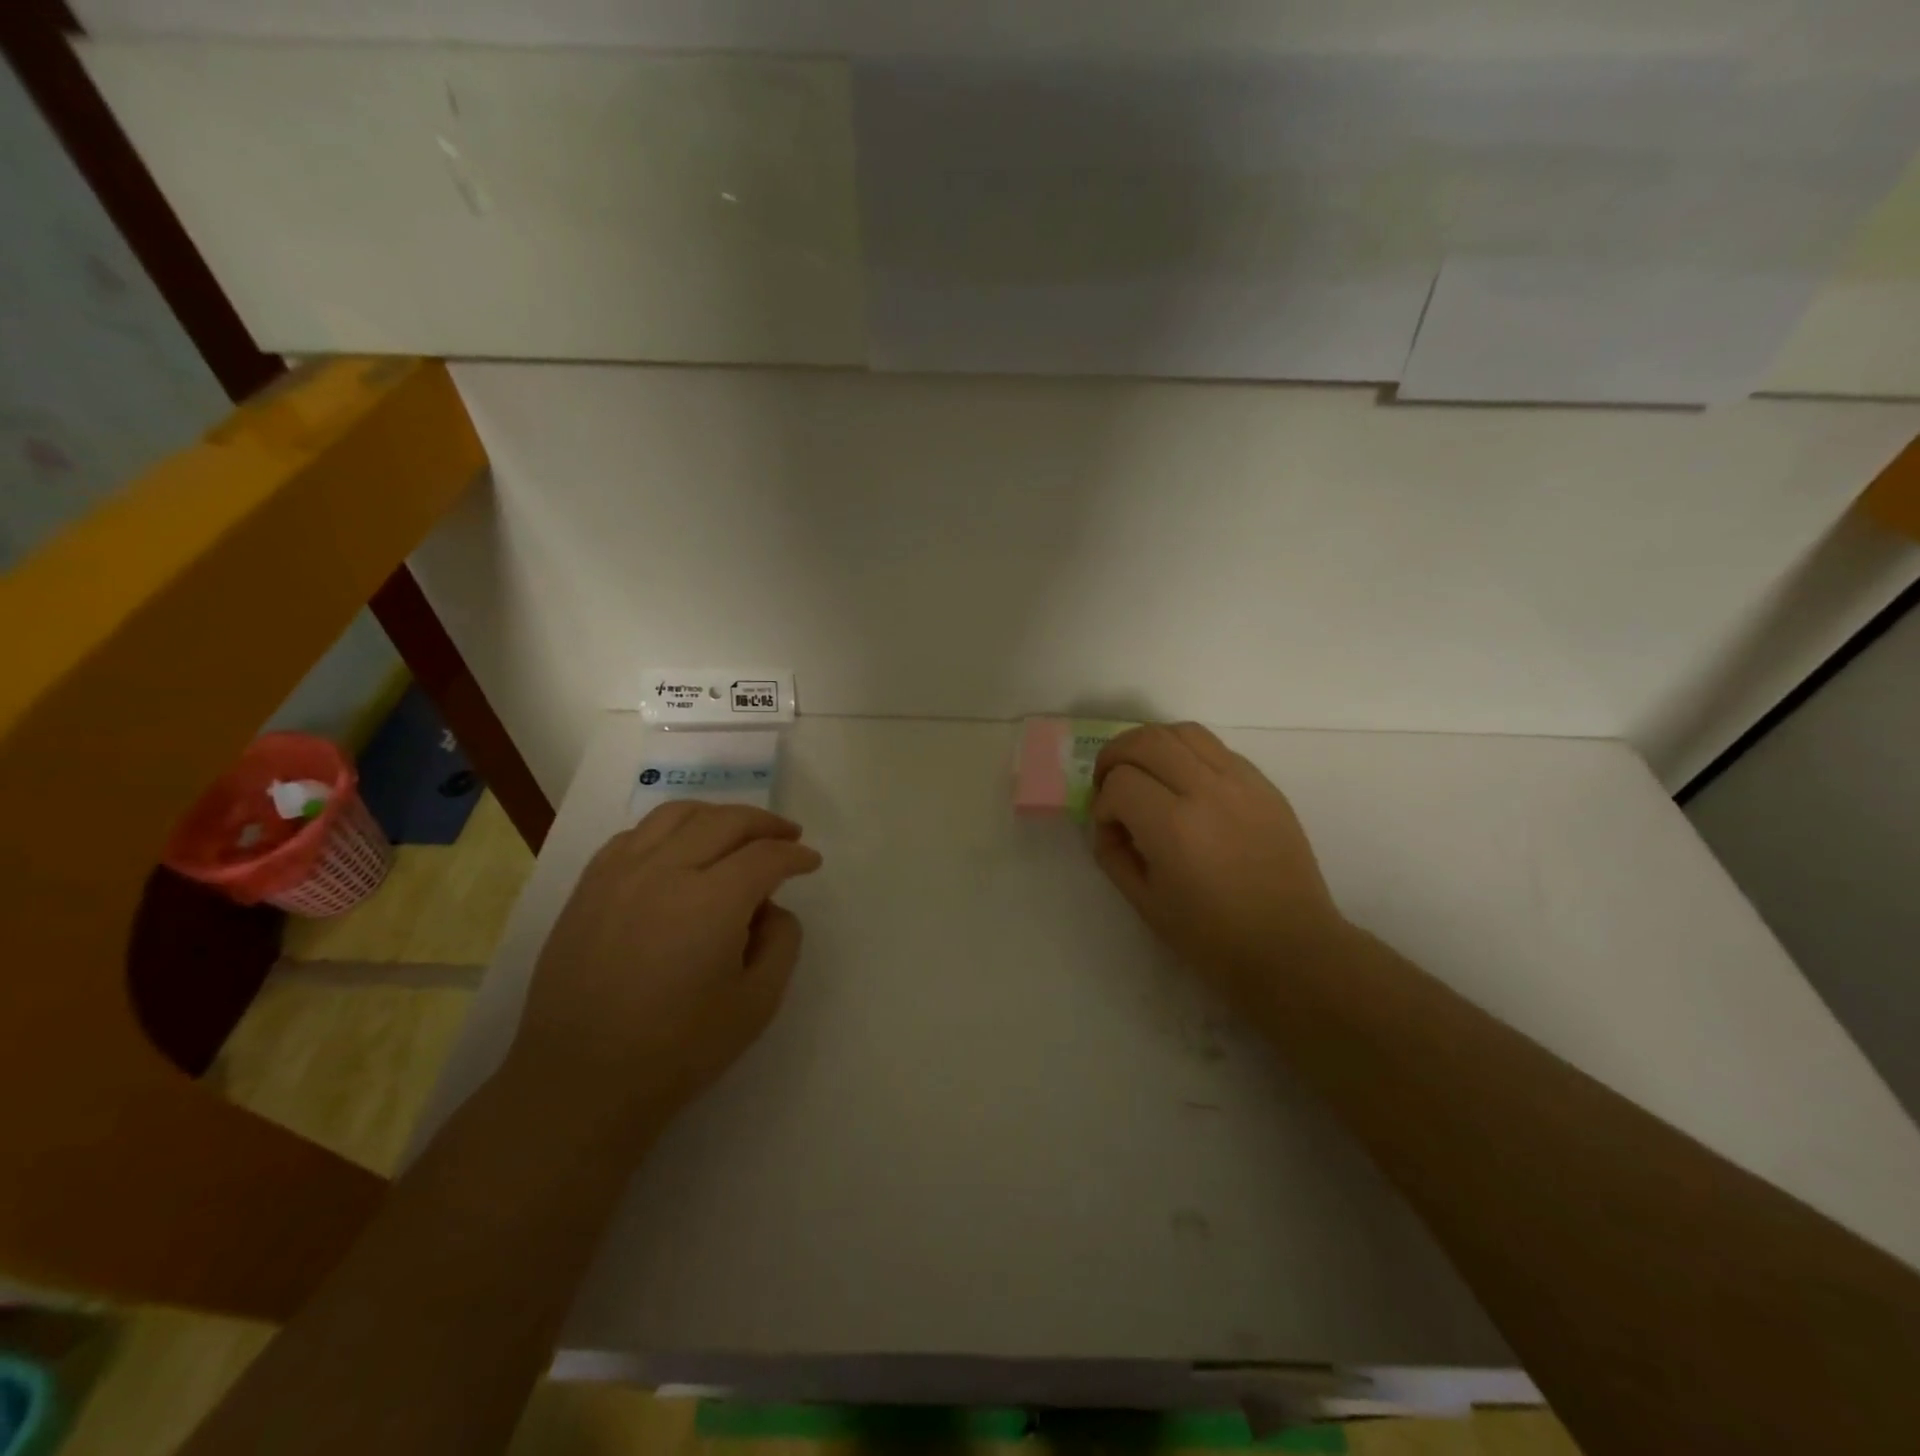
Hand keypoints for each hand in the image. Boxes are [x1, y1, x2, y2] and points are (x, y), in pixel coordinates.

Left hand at [507, 802, 821, 1137]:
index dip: (795, 855)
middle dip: (766, 824)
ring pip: (677, 815)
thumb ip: (782, 943)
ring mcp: (620, 874)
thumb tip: (771, 909)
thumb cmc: (677, 1050)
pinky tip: (679, 849)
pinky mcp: (589, 887)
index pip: (765, 856)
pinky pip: (636, 835)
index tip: (811, 862)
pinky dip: (669, 829)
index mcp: (711, 901)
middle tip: (788, 835)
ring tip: (737, 830)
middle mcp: (665, 871)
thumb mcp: (757, 1004)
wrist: (580, 1082)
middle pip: (726, 821)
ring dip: (718, 815)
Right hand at [1091, 723, 1349, 1012]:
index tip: (1110, 829)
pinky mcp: (1264, 784)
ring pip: (1183, 731)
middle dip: (1116, 755)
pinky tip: (1184, 783)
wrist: (1291, 947)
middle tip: (1109, 782)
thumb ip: (1113, 854)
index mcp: (1174, 827)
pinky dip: (1187, 753)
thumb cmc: (1212, 936)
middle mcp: (1207, 791)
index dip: (1104, 803)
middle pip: (1147, 740)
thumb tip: (1108, 822)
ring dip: (1151, 744)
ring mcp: (1242, 782)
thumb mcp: (1144, 902)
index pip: (1120, 782)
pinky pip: (1216, 748)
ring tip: (1144, 771)